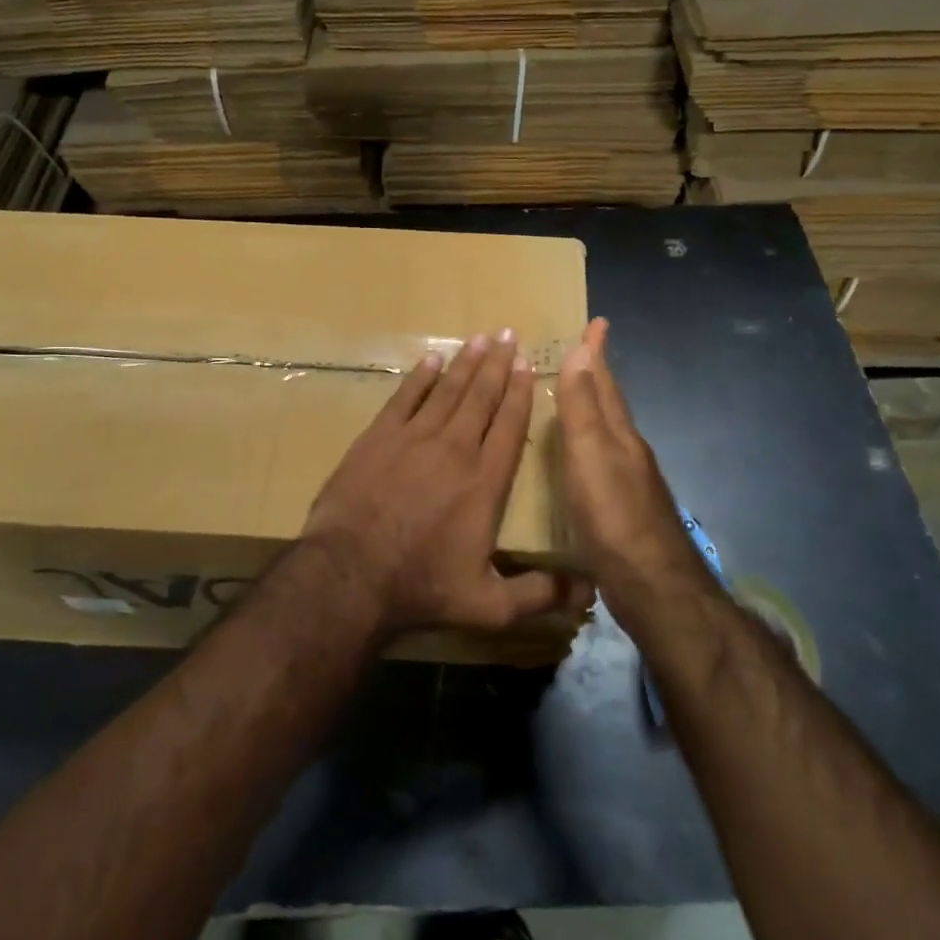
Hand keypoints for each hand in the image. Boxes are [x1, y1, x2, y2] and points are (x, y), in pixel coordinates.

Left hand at [300, 329, 588, 637]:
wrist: (350, 575)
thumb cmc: (422, 587)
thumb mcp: (490, 606)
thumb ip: (540, 594)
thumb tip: (589, 590)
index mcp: (485, 482)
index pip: (509, 426)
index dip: (520, 392)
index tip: (527, 365)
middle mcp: (455, 449)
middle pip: (481, 397)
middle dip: (497, 364)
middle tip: (507, 334)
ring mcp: (413, 439)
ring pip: (447, 391)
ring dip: (465, 363)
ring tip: (479, 337)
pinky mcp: (378, 438)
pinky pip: (405, 398)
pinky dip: (419, 377)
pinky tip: (430, 359)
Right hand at [557, 319, 699, 596]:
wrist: (653, 586)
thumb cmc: (614, 517)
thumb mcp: (591, 456)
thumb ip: (584, 407)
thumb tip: (581, 351)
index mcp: (619, 435)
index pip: (606, 382)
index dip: (598, 353)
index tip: (598, 322)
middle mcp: (628, 451)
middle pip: (611, 405)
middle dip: (598, 376)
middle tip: (583, 354)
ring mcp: (629, 482)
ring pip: (608, 433)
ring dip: (593, 410)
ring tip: (575, 399)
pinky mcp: (623, 510)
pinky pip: (602, 462)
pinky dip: (589, 447)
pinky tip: (581, 461)